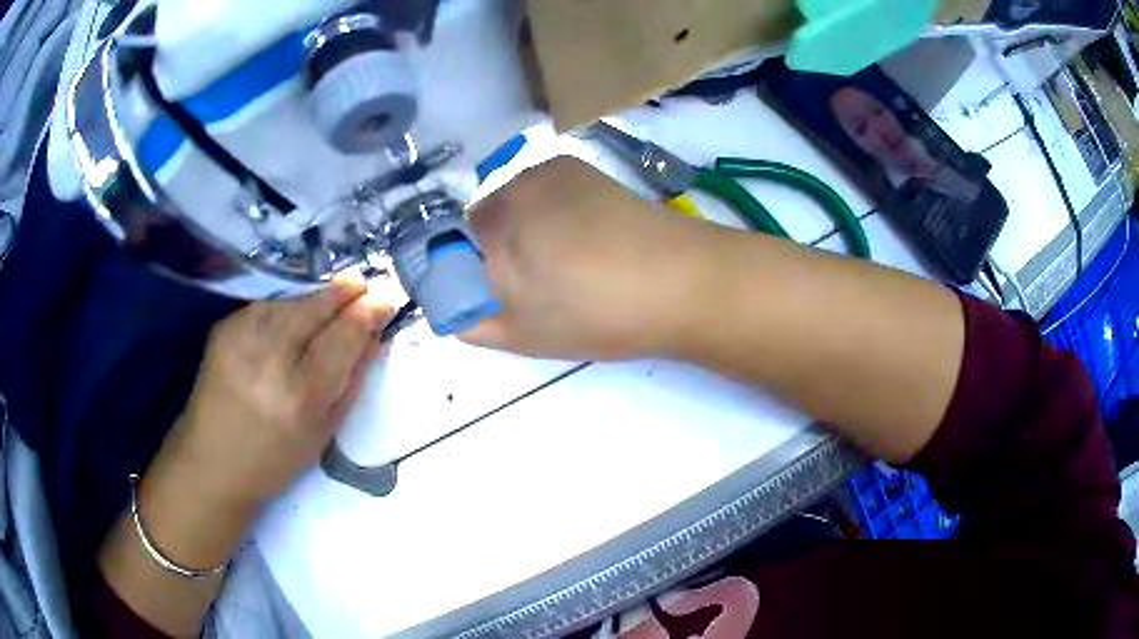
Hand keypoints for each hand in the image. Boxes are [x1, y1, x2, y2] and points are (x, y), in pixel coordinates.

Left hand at [147, 273, 398, 513]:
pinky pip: (266, 305)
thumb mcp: (324, 431)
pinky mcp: (223, 327)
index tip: (386, 297)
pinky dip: (286, 305)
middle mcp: (271, 357)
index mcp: (303, 394)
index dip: (369, 310)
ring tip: (330, 298)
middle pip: (317, 305)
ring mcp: (242, 337)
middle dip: (345, 290)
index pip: (345, 334)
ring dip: (316, 295)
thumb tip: (373, 334)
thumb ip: (352, 379)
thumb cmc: (274, 459)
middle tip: (361, 285)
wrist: (211, 462)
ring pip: (291, 298)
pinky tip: (292, 315)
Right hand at [462, 157, 717, 360]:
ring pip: (505, 203)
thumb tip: (447, 301)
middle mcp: (508, 190)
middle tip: (529, 281)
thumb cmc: (602, 318)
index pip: (442, 248)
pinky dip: (542, 208)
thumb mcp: (523, 336)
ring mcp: (542, 170)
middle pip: (473, 222)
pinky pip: (534, 188)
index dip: (459, 272)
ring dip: (516, 227)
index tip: (488, 292)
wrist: (682, 281)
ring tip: (562, 257)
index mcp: (492, 234)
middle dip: (488, 249)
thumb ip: (468, 319)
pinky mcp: (572, 164)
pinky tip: (579, 231)